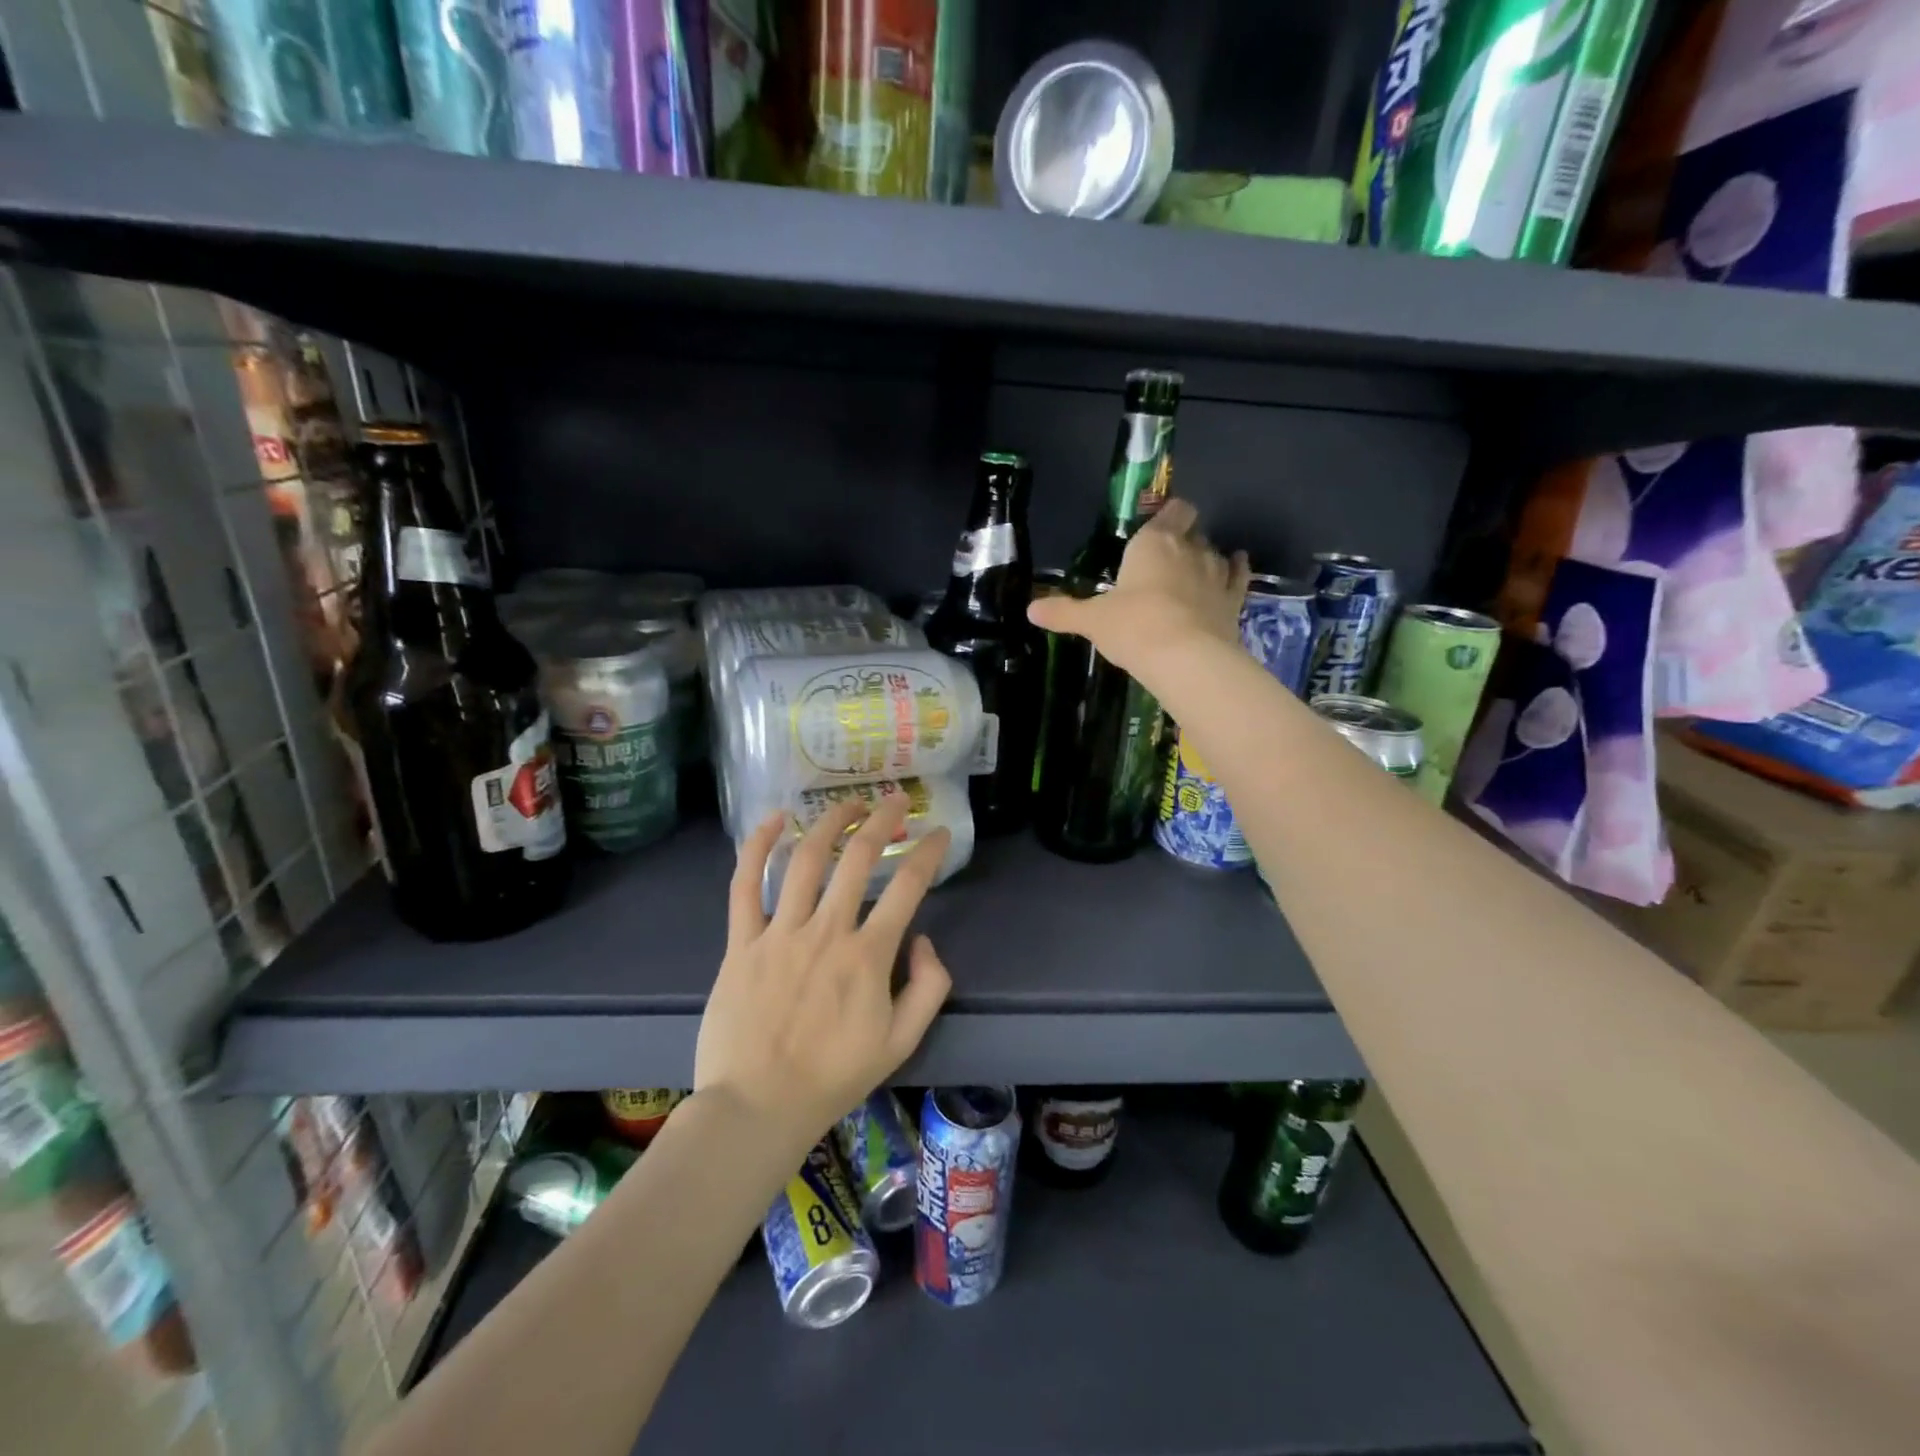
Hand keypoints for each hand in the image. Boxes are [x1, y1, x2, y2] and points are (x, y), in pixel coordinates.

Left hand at [695, 795, 952, 1154]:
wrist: (757, 1107)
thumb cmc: (833, 1077)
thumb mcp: (902, 1043)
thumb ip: (928, 987)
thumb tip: (923, 940)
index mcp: (868, 955)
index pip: (909, 887)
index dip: (929, 852)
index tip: (938, 834)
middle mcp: (826, 931)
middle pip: (858, 857)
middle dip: (881, 819)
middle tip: (894, 800)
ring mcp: (779, 932)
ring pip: (805, 859)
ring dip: (829, 822)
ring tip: (846, 803)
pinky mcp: (740, 942)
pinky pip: (745, 885)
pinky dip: (758, 846)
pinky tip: (774, 819)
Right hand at [1027, 497, 1249, 678]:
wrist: (1184, 657)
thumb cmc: (1133, 627)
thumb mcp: (1092, 621)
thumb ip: (1063, 612)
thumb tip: (1030, 610)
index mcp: (1153, 543)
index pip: (1171, 511)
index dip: (1169, 514)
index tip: (1160, 524)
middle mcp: (1189, 549)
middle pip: (1192, 530)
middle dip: (1183, 538)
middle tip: (1166, 559)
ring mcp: (1216, 573)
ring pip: (1216, 552)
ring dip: (1207, 557)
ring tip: (1193, 572)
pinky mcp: (1234, 599)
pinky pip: (1239, 576)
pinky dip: (1236, 571)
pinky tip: (1234, 569)